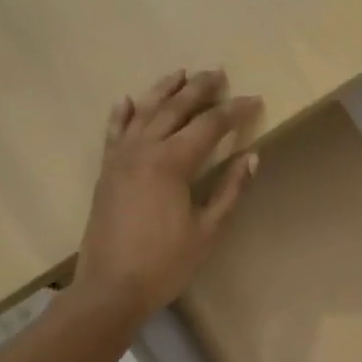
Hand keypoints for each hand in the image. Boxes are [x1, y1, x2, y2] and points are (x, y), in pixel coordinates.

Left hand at [70, 69, 261, 323]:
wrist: (111, 287)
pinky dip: (123, 113)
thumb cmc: (166, 263)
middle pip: (175, 109)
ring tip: (181, 74)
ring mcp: (120, 158)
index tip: (254, 100)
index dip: (234, 112)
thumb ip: (230, 190)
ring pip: (143, 112)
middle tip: (219, 74)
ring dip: (164, 90)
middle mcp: (144, 150)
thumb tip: (251, 157)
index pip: (209, 126)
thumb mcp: (208, 230)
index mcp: (172, 163)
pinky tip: (129, 100)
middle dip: (200, 89)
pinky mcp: (107, 171)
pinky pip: (115, 132)